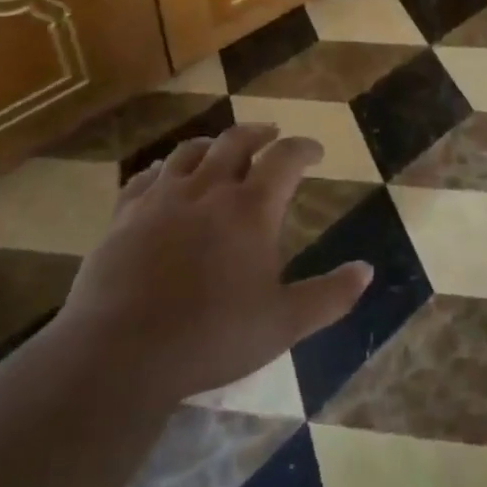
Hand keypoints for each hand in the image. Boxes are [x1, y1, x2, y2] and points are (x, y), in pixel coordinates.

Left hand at [56, 124, 371, 400]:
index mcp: (250, 209)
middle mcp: (207, 190)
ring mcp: (160, 199)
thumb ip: (329, 296)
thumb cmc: (211, 337)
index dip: (303, 148)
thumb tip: (367, 270)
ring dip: (211, 144)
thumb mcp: (284, 324)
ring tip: (220, 148)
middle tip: (271, 134)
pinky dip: (164, 168)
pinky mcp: (124, 216)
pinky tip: (164, 176)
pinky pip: (146, 177)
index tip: (315, 151)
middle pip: (235, 141)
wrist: (120, 352)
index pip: (285, 159)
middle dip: (259, 133)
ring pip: (189, 152)